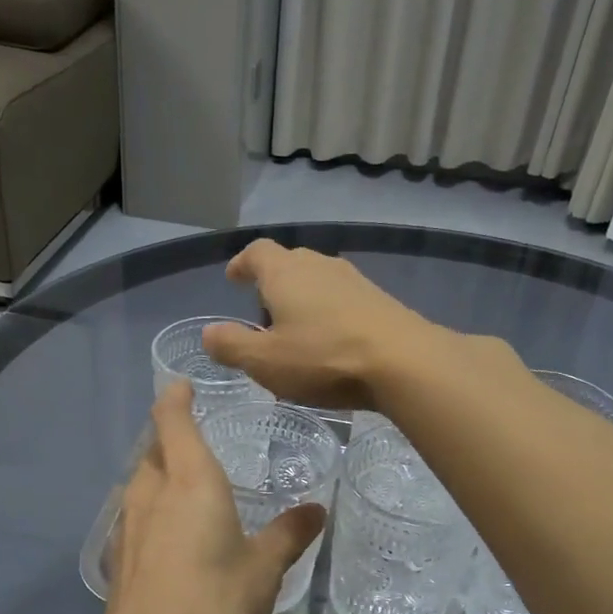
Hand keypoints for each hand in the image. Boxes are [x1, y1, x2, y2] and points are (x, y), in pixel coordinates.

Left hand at [101, 380, 326, 613]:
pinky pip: (132, 518)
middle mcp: (151, 495)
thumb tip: (317, 508)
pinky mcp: (116, 560)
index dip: (175, 398)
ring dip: (156, 475)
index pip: (172, 420)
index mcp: (189, 481)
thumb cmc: (217, 601)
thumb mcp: (265, 568)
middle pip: (152, 450)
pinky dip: (149, 511)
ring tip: (182, 485)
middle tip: (195, 441)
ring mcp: (126, 528)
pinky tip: (165, 535)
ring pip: (139, 484)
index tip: (182, 385)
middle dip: (168, 438)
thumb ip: (290, 533)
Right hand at [202, 241, 439, 408]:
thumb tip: (208, 333)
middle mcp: (319, 266)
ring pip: (318, 281)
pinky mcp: (380, 300)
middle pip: (289, 263)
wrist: (404, 361)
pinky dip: (329, 313)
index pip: (256, 252)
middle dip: (272, 284)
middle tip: (264, 314)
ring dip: (303, 300)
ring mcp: (354, 280)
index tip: (233, 279)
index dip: (242, 263)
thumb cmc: (324, 357)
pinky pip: (343, 299)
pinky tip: (332, 343)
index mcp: (285, 273)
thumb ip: (232, 346)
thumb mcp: (265, 361)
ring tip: (297, 333)